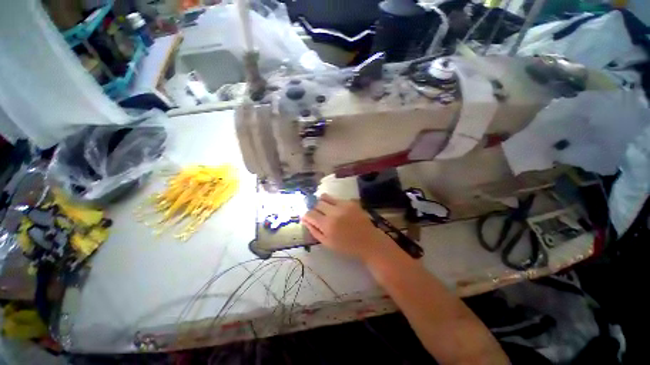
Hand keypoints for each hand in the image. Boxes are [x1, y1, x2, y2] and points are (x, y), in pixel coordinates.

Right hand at [301, 193, 391, 261]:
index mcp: (327, 225)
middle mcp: (334, 212)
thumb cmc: (347, 246)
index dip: (306, 215)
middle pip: (317, 203)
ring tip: (326, 210)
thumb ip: (314, 230)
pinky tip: (338, 211)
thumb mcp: (327, 243)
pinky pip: (336, 198)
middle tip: (318, 215)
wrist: (369, 241)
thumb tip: (304, 219)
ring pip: (325, 197)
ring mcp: (343, 205)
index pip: (310, 213)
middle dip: (314, 209)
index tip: (308, 218)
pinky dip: (333, 203)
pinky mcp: (351, 201)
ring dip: (322, 203)